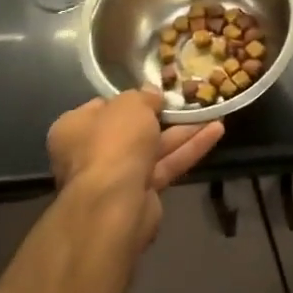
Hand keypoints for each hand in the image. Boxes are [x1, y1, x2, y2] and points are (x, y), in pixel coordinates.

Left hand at [46, 90, 224, 246]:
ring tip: (215, 113)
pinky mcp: (141, 192)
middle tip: (190, 101)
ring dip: (185, 131)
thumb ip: (143, 96)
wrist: (115, 201)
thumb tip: (151, 94)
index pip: (105, 108)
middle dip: (165, 116)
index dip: (132, 98)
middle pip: (133, 129)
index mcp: (76, 128)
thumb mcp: (130, 104)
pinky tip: (216, 132)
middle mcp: (91, 152)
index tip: (157, 91)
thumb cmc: (114, 142)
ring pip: (155, 147)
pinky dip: (189, 149)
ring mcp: (117, 174)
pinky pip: (167, 164)